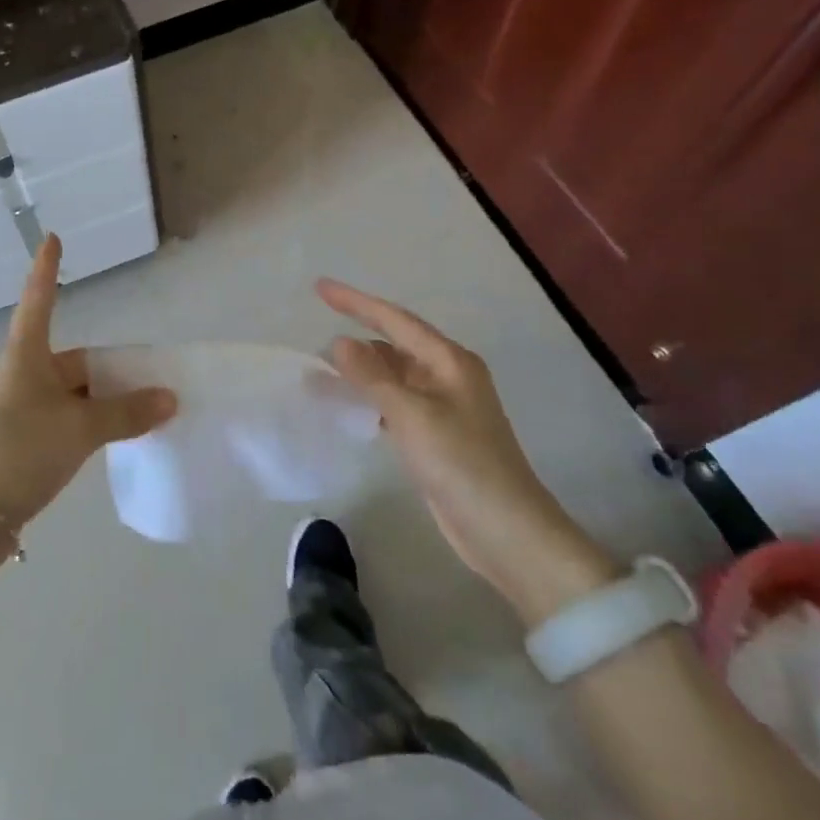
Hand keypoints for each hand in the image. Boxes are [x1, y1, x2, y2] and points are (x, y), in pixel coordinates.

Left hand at [0, 235, 176, 527]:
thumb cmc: (19, 451)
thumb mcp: (79, 430)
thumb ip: (126, 412)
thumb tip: (169, 397)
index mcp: (25, 355)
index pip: (39, 299)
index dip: (48, 269)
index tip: (53, 238)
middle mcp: (19, 373)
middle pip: (72, 360)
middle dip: (110, 370)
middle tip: (153, 383)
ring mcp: (16, 407)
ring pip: (70, 392)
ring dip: (102, 400)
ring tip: (142, 414)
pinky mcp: (16, 438)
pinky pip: (61, 417)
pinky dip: (87, 422)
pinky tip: (110, 438)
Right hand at [317, 280, 616, 613]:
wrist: (505, 531)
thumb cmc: (461, 463)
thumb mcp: (412, 414)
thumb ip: (372, 376)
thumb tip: (339, 342)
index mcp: (448, 361)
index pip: (394, 319)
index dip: (355, 302)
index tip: (319, 287)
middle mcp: (447, 376)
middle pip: (393, 344)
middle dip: (355, 339)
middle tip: (313, 340)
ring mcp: (442, 407)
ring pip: (392, 376)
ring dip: (359, 372)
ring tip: (320, 373)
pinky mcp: (436, 436)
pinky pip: (394, 403)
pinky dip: (370, 399)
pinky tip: (347, 406)